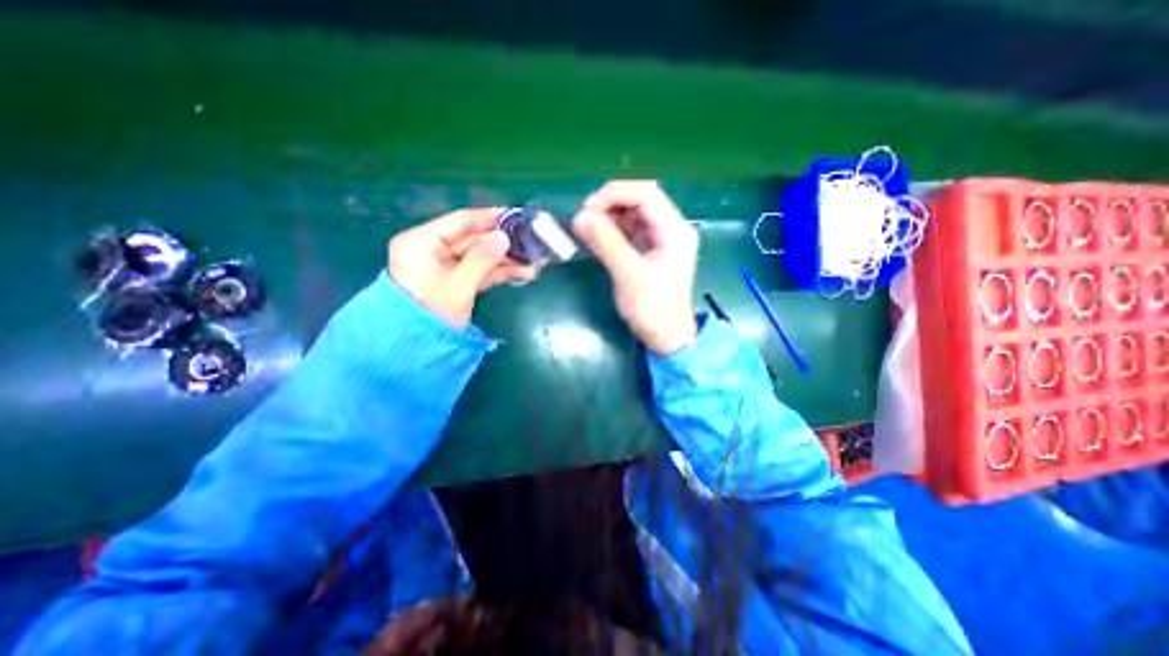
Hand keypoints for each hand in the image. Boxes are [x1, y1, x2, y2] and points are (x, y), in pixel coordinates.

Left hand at [390, 208, 539, 330]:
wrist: (416, 349)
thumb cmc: (431, 314)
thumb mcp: (457, 285)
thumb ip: (482, 259)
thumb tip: (504, 237)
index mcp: (422, 242)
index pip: (461, 221)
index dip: (490, 217)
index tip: (515, 214)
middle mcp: (433, 250)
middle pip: (474, 240)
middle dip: (504, 243)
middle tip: (531, 240)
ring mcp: (446, 267)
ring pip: (481, 257)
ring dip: (507, 260)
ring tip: (535, 260)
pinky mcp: (457, 283)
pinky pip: (481, 272)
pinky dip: (501, 273)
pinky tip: (524, 273)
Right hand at [575, 179, 696, 354]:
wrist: (666, 336)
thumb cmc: (652, 309)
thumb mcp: (628, 275)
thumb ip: (606, 243)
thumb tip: (580, 216)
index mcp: (674, 230)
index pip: (646, 194)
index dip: (615, 193)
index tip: (588, 208)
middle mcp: (671, 228)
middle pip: (640, 199)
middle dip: (611, 203)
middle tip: (585, 218)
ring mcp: (661, 239)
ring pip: (633, 213)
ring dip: (609, 215)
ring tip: (587, 227)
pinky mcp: (650, 250)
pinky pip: (630, 230)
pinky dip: (612, 229)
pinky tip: (597, 235)